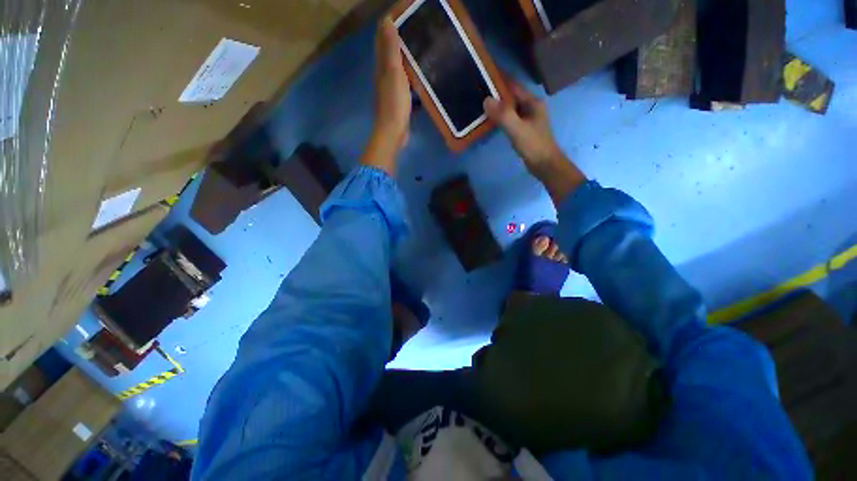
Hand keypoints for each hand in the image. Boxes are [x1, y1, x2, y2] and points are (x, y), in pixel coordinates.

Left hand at [363, 17, 410, 173]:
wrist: (393, 132)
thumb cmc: (394, 104)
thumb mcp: (393, 74)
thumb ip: (391, 50)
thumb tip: (386, 22)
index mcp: (382, 66)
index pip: (383, 39)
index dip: (390, 23)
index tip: (404, 11)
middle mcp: (384, 74)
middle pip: (388, 50)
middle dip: (397, 35)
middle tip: (415, 25)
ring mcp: (391, 88)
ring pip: (396, 65)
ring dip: (404, 53)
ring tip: (419, 44)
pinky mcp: (398, 99)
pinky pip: (403, 79)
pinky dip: (409, 71)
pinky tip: (418, 72)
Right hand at [485, 78, 585, 205]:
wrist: (545, 164)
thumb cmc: (534, 145)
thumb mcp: (517, 130)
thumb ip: (503, 115)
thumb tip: (486, 100)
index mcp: (532, 103)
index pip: (513, 86)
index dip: (499, 80)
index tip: (484, 76)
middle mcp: (531, 107)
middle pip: (511, 96)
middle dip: (496, 93)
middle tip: (477, 91)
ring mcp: (527, 119)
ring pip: (510, 108)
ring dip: (497, 106)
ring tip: (480, 104)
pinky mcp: (523, 129)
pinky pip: (509, 118)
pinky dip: (500, 117)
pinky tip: (490, 120)